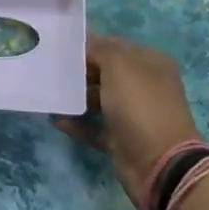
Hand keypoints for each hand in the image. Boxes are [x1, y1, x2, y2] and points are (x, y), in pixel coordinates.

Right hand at [53, 33, 203, 201]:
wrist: (159, 166)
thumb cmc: (140, 106)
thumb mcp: (119, 66)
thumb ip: (99, 49)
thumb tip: (83, 44)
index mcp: (150, 63)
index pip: (114, 45)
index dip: (88, 44)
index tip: (58, 45)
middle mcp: (143, 86)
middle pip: (104, 72)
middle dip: (79, 70)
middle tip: (49, 68)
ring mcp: (133, 115)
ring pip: (98, 99)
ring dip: (75, 96)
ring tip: (49, 93)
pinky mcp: (120, 140)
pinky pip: (93, 127)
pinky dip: (76, 123)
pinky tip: (55, 119)